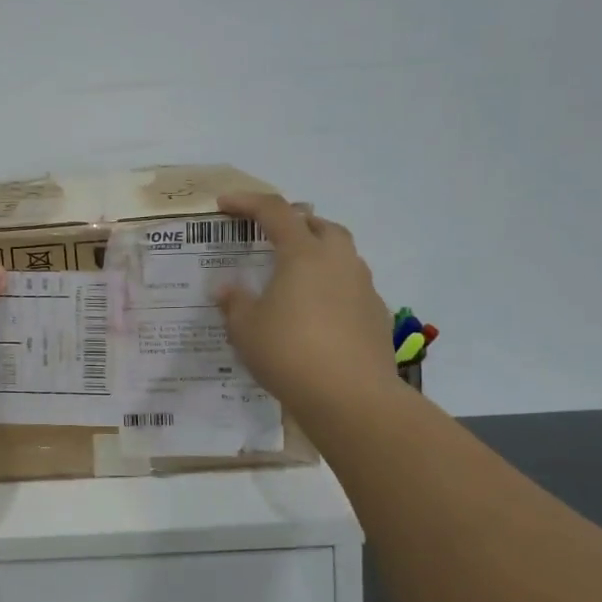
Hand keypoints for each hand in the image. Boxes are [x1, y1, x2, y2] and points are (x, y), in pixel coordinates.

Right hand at [213, 191, 397, 412]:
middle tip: (273, 237)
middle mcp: (338, 261)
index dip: (247, 203)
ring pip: (342, 255)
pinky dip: (332, 289)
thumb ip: (235, 303)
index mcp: (303, 254)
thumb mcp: (245, 329)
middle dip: (295, 223)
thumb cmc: (289, 353)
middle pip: (319, 225)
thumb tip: (227, 288)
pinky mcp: (377, 315)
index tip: (225, 205)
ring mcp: (363, 287)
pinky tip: (317, 314)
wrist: (352, 398)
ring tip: (295, 278)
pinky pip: (352, 288)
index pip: (274, 212)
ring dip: (318, 255)